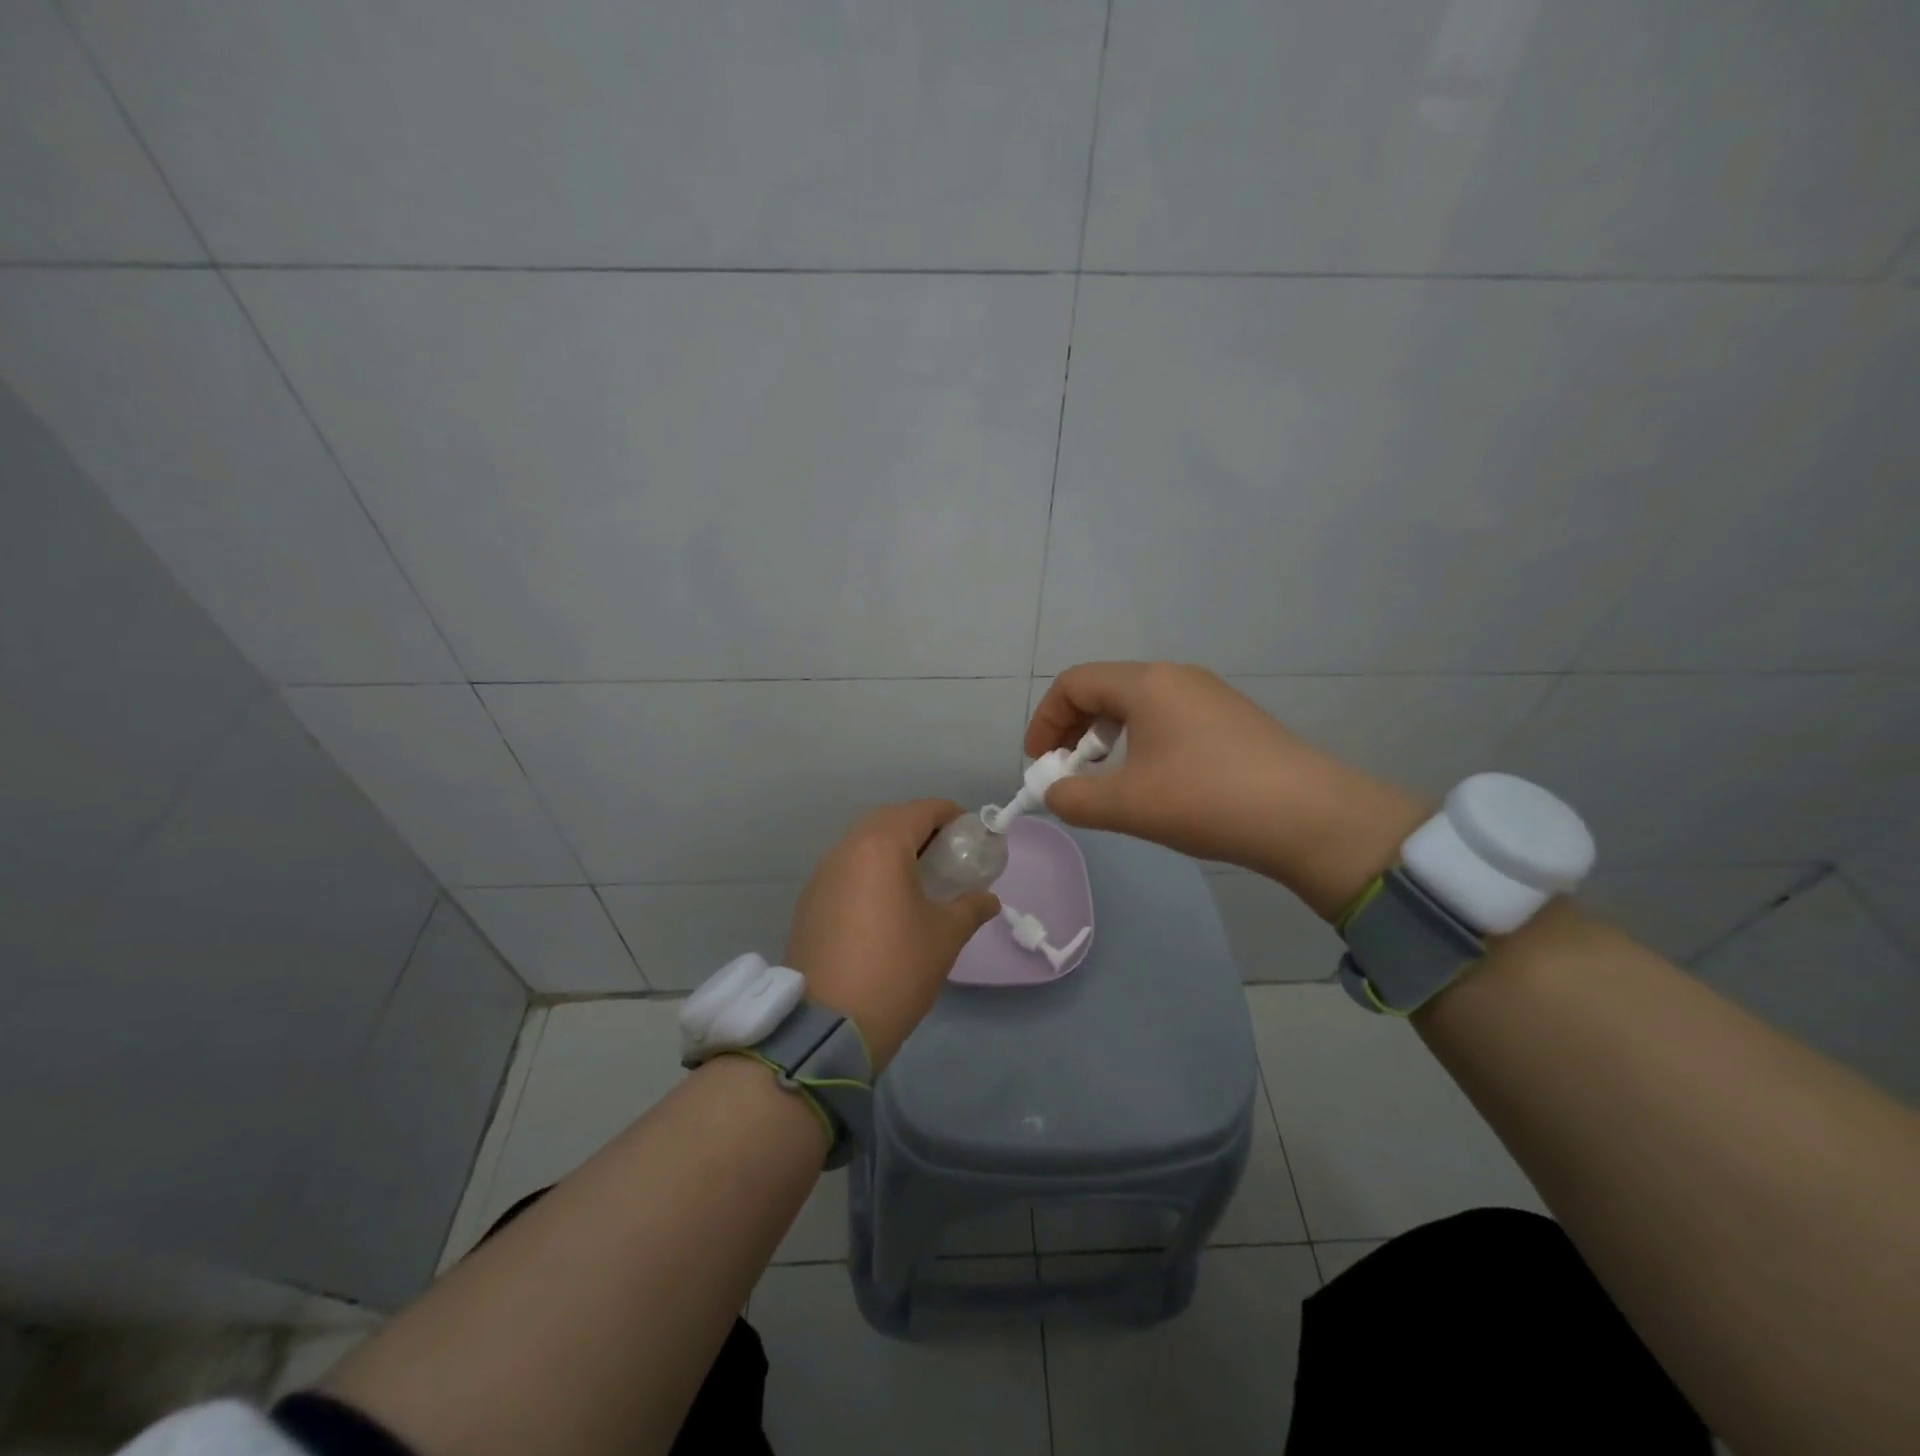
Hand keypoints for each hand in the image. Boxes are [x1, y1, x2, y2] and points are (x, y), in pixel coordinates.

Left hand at [785, 800, 999, 1069]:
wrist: (828, 1024)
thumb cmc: (896, 968)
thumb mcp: (945, 936)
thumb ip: (971, 907)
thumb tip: (988, 899)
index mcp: (881, 846)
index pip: (922, 810)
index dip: (951, 815)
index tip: (971, 835)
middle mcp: (847, 849)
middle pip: (889, 820)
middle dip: (920, 829)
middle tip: (946, 856)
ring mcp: (822, 874)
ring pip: (862, 843)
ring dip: (892, 849)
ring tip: (918, 880)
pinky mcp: (809, 900)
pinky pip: (846, 868)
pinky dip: (869, 870)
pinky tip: (885, 903)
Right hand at [1026, 662, 1426, 918]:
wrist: (1309, 817)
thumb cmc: (1206, 800)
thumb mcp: (1127, 805)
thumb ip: (1073, 798)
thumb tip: (1054, 792)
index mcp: (1146, 683)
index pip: (1074, 684)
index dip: (1045, 721)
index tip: (1039, 765)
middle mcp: (1176, 677)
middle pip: (1104, 690)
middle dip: (1073, 731)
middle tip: (1067, 774)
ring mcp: (1209, 695)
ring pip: (1137, 705)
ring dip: (1107, 739)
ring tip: (1108, 781)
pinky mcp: (1231, 719)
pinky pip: (1168, 719)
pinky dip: (1141, 742)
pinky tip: (1154, 782)